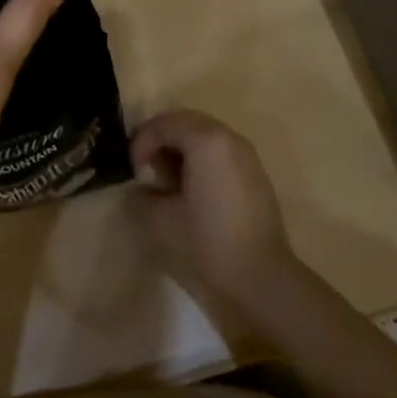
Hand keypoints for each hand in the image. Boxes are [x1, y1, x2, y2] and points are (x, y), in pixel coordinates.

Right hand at [131, 110, 298, 314]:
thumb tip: (145, 188)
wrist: (262, 275)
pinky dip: (200, 158)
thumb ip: (145, 195)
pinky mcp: (255, 171)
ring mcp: (246, 153)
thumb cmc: (209, 242)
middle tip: (147, 169)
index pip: (164, 124)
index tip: (135, 172)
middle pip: (185, 122)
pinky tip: (192, 189)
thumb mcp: (162, 220)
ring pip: (204, 134)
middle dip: (161, 140)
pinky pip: (220, 150)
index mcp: (206, 141)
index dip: (142, 143)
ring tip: (168, 181)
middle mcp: (228, 137)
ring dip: (181, 149)